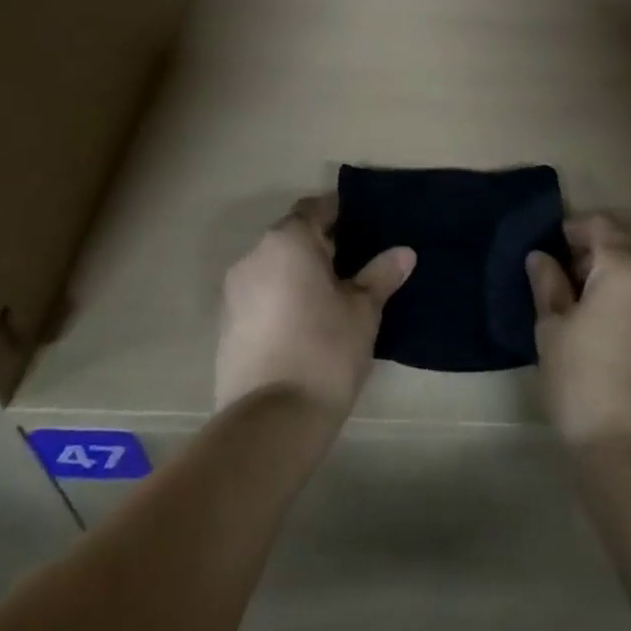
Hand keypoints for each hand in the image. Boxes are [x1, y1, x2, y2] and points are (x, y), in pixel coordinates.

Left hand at [214, 195, 415, 419]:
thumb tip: (405, 252)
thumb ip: (381, 275)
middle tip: (357, 262)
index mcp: (288, 241)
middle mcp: (254, 256)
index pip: (316, 208)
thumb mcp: (364, 310)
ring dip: (300, 273)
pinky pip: (261, 296)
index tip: (365, 225)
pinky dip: (282, 298)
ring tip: (334, 295)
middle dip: (322, 244)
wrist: (270, 422)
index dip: (340, 212)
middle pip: (292, 237)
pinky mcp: (226, 326)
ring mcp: (234, 292)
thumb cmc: (325, 350)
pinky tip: (307, 322)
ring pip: (274, 268)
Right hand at [528, 213, 630, 448]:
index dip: (574, 230)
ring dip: (615, 278)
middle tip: (564, 279)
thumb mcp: (552, 328)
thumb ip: (548, 283)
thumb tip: (542, 257)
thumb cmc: (581, 380)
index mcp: (625, 268)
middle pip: (624, 248)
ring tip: (586, 306)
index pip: (600, 227)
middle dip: (594, 255)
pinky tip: (611, 329)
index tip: (553, 248)